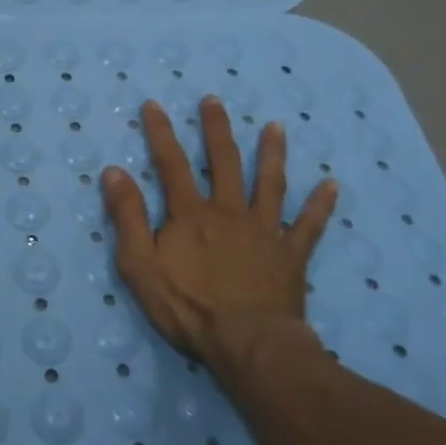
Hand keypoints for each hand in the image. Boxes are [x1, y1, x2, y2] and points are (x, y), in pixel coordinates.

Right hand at [101, 96, 337, 377]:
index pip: (172, 164)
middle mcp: (229, 212)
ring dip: (272, 154)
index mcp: (191, 214)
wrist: (248, 344)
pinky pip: (308, 226)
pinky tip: (331, 185)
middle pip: (223, 162)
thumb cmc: (189, 307)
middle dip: (216, 129)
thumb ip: (128, 217)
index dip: (161, 133)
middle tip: (214, 100)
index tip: (154, 105)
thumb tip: (114, 171)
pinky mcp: (291, 255)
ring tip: (276, 127)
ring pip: (269, 184)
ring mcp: (264, 231)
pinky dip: (320, 205)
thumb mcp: (140, 265)